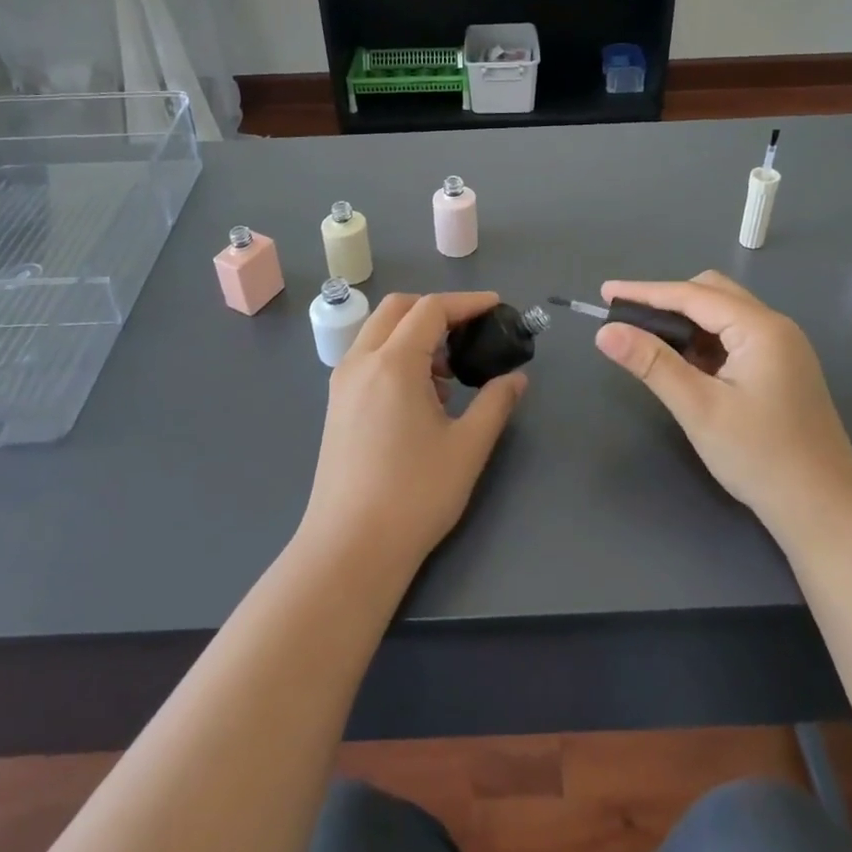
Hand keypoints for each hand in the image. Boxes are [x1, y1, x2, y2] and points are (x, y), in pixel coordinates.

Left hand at [301, 292, 526, 582]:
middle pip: (397, 309)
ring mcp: (342, 383)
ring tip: (449, 372)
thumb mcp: (467, 447)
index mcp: (393, 363)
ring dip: (414, 333)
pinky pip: (368, 358)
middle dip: (436, 310)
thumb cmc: (415, 495)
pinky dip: (396, 355)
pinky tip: (421, 396)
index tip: (497, 307)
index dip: (467, 303)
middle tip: (470, 332)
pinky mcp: (336, 405)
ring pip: (378, 332)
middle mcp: (361, 362)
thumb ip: (495, 403)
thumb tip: (515, 378)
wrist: (350, 548)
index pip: (431, 309)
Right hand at [594, 273, 851, 533]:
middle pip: (712, 293)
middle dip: (667, 301)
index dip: (645, 292)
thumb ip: (652, 364)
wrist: (826, 511)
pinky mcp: (782, 370)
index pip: (692, 295)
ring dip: (686, 322)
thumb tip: (605, 332)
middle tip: (627, 320)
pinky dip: (705, 342)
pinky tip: (685, 366)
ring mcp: (783, 349)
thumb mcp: (699, 408)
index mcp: (760, 328)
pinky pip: (735, 338)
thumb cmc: (760, 457)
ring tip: (648, 343)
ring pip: (724, 315)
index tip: (606, 292)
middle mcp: (775, 327)